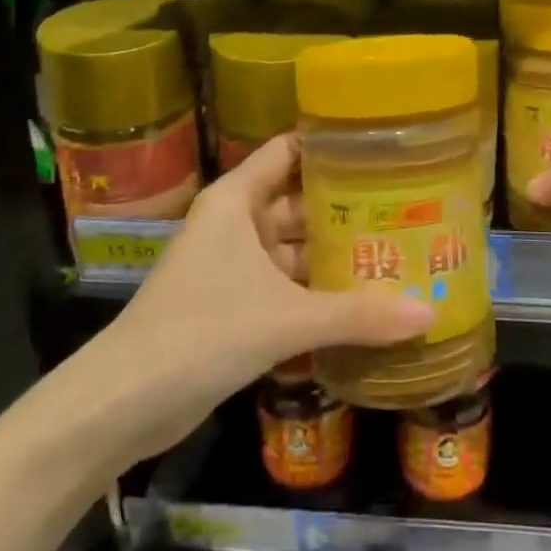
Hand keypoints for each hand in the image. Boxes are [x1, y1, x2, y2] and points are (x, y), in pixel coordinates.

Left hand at [100, 134, 432, 457]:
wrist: (122, 404)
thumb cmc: (201, 332)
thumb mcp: (285, 319)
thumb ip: (358, 315)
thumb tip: (429, 313)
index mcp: (237, 200)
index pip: (290, 151)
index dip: (332, 146)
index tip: (383, 148)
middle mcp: (236, 223)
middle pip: (300, 202)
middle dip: (348, 209)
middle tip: (409, 208)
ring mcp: (233, 266)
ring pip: (295, 249)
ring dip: (336, 256)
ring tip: (399, 253)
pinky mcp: (234, 306)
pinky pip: (286, 287)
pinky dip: (318, 293)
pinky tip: (365, 302)